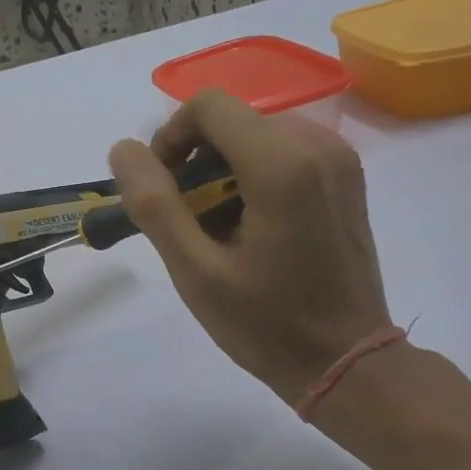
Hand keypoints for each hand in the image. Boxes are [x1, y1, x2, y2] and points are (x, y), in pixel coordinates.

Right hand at [109, 89, 393, 406]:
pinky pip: (284, 153)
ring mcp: (339, 160)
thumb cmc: (267, 323)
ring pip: (256, 136)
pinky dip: (253, 177)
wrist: (347, 362)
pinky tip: (250, 229)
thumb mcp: (195, 271)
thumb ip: (154, 204)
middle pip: (232, 120)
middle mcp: (318, 145)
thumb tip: (123, 149)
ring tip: (218, 231)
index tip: (164, 191)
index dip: (170, 139)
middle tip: (187, 221)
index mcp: (282, 164)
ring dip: (222, 171)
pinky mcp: (346, 178)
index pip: (208, 107)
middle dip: (196, 161)